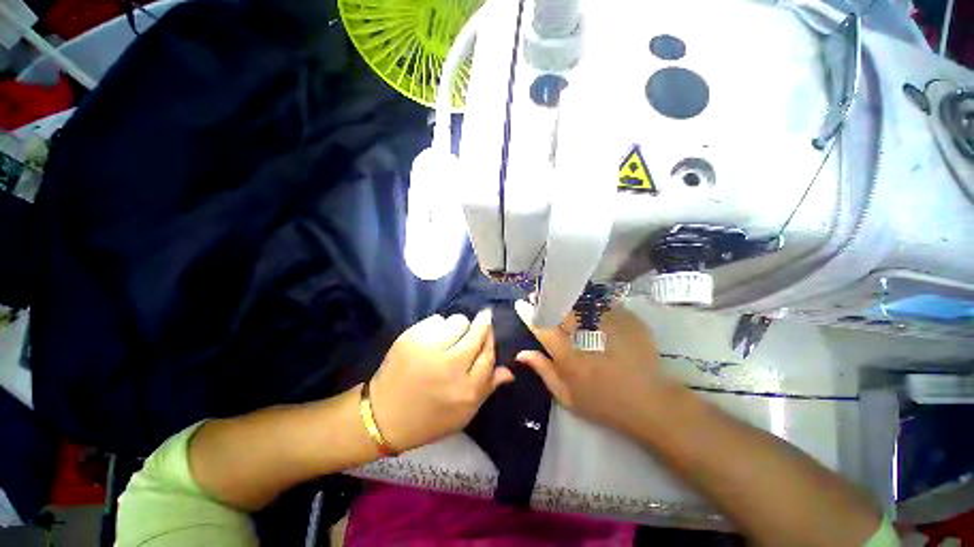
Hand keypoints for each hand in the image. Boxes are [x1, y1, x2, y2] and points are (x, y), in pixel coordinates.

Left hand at [369, 309, 513, 451]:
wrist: (383, 417)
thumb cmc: (428, 418)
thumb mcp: (463, 413)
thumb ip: (487, 388)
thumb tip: (510, 370)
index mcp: (466, 389)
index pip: (489, 353)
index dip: (491, 338)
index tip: (489, 328)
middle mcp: (450, 366)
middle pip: (477, 331)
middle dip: (481, 323)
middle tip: (479, 321)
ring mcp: (429, 349)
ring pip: (458, 321)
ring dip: (458, 327)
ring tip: (449, 338)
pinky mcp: (411, 338)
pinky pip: (436, 320)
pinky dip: (438, 326)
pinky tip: (431, 339)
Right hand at [514, 300, 680, 434]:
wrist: (650, 403)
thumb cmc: (604, 404)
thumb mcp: (567, 396)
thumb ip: (543, 371)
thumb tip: (521, 353)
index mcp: (569, 356)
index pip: (543, 328)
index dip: (530, 314)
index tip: (522, 304)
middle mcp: (586, 336)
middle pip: (561, 309)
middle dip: (547, 300)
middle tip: (539, 295)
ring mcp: (609, 325)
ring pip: (581, 301)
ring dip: (567, 297)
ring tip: (560, 295)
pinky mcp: (627, 320)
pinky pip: (602, 303)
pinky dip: (590, 301)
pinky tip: (586, 302)